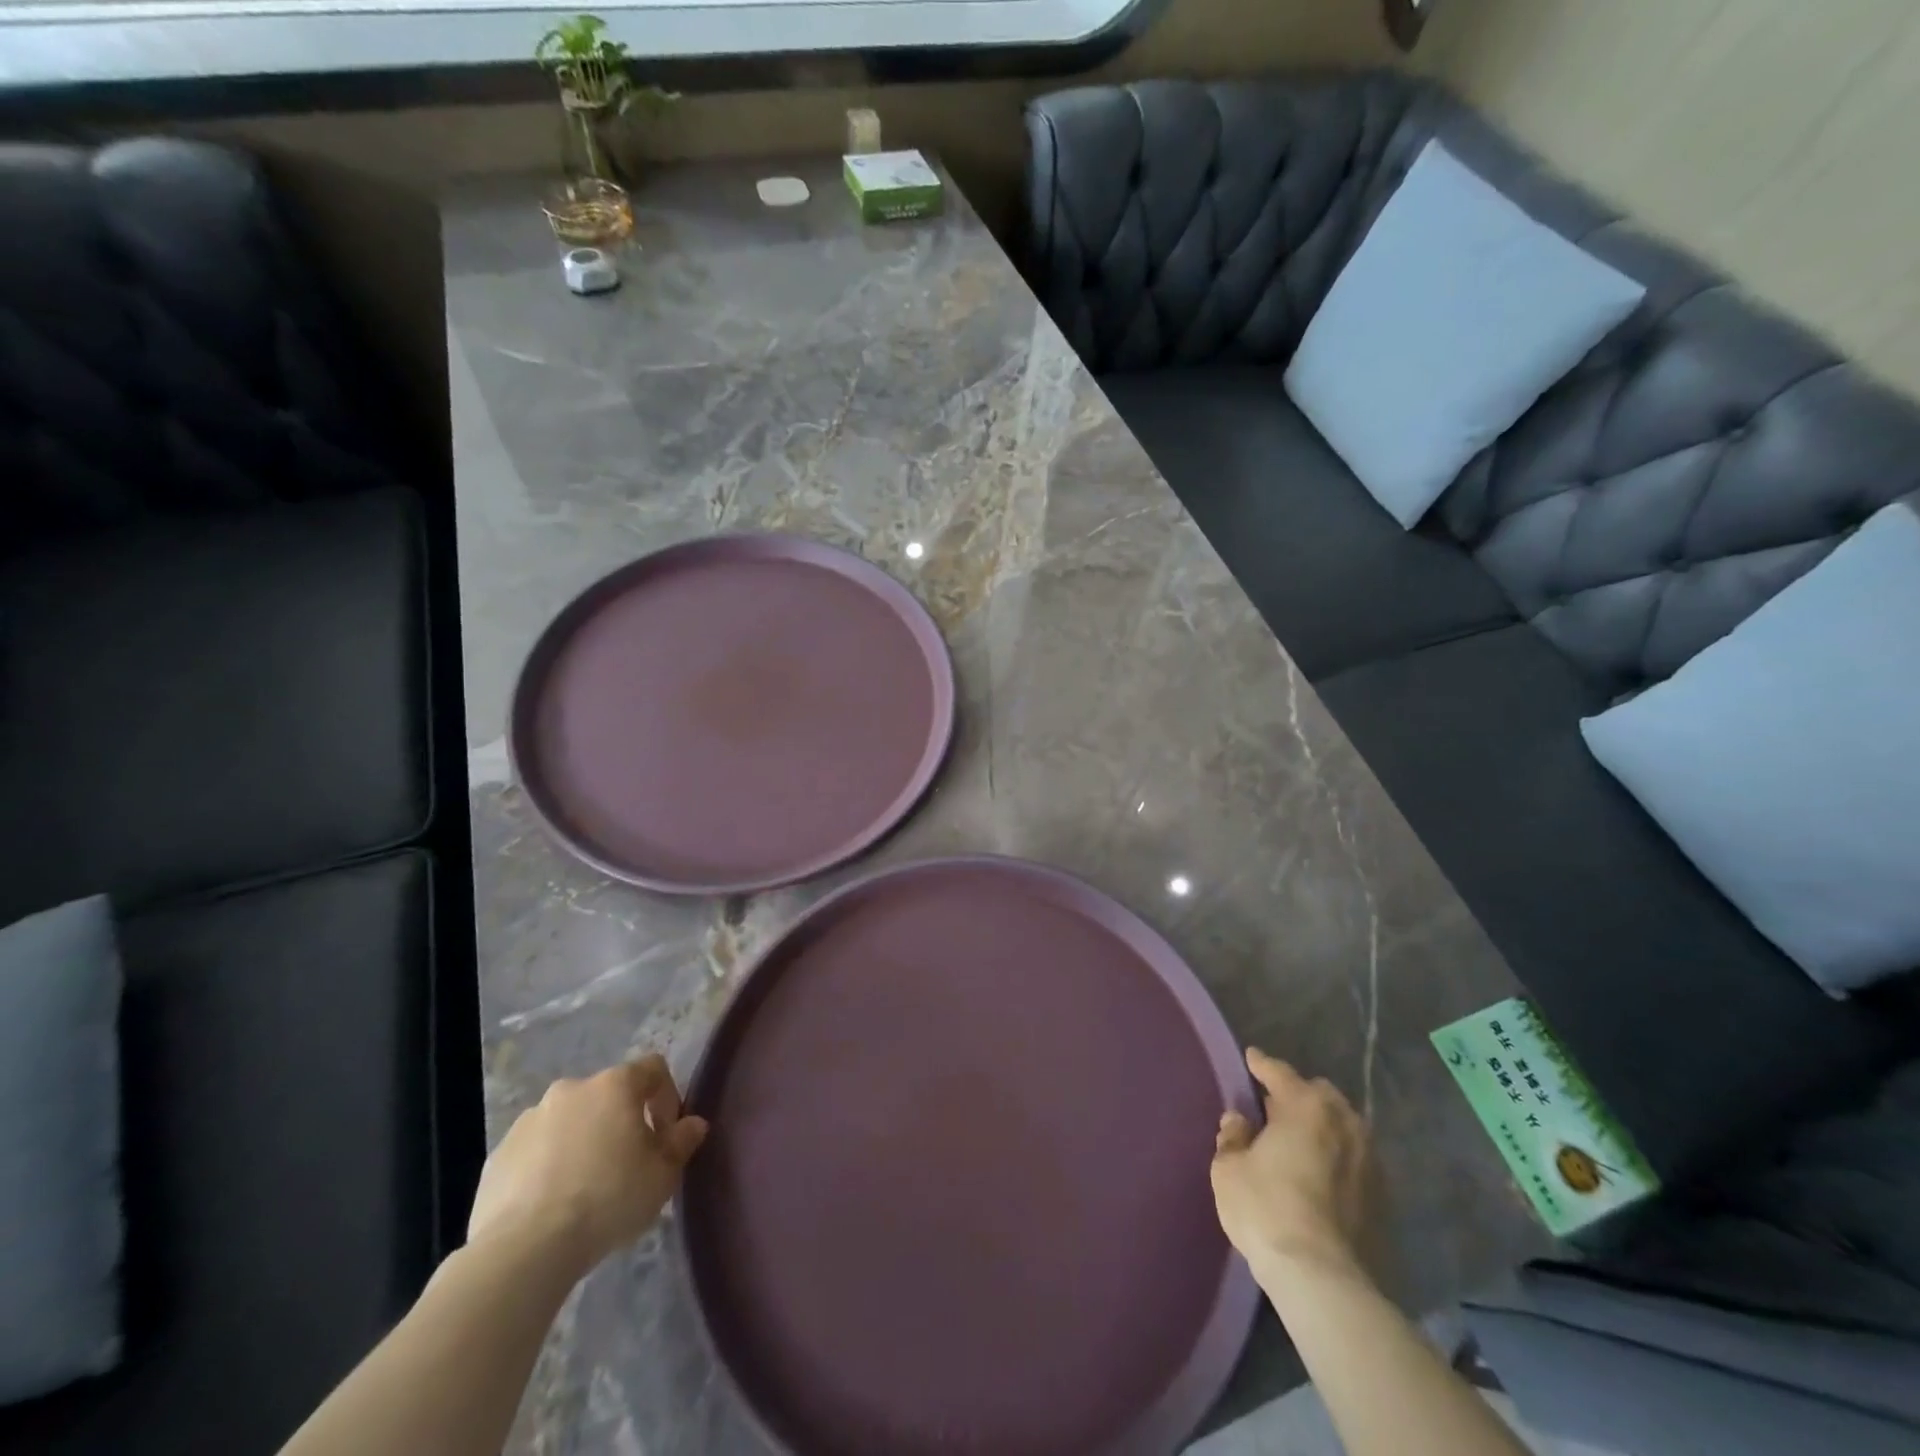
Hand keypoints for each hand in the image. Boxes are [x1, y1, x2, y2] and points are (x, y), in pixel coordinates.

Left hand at [467, 1055, 708, 1275]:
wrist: (523, 1249)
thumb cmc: (608, 1199)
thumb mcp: (663, 1175)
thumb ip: (682, 1142)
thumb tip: (693, 1124)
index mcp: (614, 1085)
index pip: (653, 1068)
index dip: (667, 1096)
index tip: (666, 1135)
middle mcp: (571, 1089)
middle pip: (607, 1096)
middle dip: (621, 1122)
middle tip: (627, 1164)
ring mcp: (529, 1120)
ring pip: (569, 1122)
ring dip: (582, 1141)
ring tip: (585, 1189)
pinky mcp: (497, 1156)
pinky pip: (535, 1151)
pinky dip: (547, 1166)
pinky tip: (551, 1205)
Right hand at [1211, 1048, 1368, 1277]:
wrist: (1322, 1279)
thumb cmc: (1266, 1209)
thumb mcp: (1228, 1169)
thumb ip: (1233, 1137)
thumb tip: (1239, 1121)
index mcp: (1306, 1106)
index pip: (1279, 1072)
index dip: (1261, 1064)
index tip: (1251, 1057)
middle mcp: (1344, 1122)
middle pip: (1319, 1095)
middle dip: (1298, 1095)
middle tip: (1274, 1107)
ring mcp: (1369, 1160)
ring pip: (1342, 1126)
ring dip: (1321, 1126)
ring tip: (1299, 1140)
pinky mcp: (1382, 1197)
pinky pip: (1353, 1158)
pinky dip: (1336, 1156)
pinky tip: (1319, 1171)